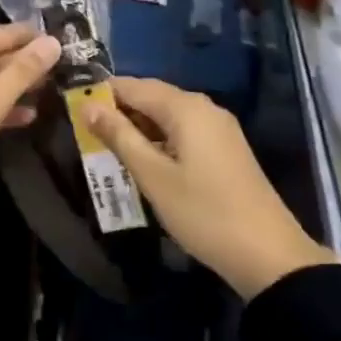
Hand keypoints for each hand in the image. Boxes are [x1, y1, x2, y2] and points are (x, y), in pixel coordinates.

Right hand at [84, 76, 329, 296]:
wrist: (267, 254)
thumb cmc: (203, 212)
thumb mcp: (153, 176)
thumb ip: (120, 137)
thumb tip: (89, 106)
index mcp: (186, 107)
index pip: (133, 85)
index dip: (102, 94)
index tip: (73, 109)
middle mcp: (204, 108)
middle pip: (152, 97)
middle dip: (118, 112)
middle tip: (85, 134)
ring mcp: (219, 129)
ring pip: (167, 116)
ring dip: (137, 128)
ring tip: (107, 149)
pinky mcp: (225, 150)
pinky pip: (183, 132)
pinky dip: (159, 140)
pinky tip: (142, 162)